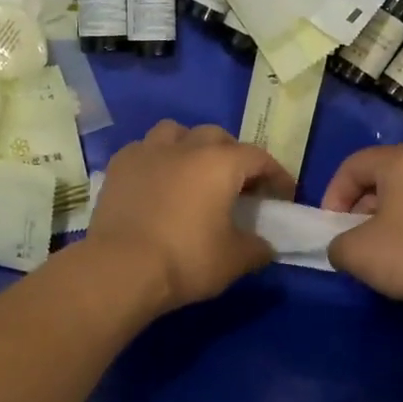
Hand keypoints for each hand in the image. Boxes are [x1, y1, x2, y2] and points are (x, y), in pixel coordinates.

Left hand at [87, 121, 295, 311]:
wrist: (120, 269)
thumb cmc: (185, 260)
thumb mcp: (234, 261)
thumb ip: (257, 249)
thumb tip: (264, 246)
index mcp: (220, 163)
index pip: (258, 158)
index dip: (276, 174)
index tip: (283, 195)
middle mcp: (186, 147)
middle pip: (217, 136)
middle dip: (233, 155)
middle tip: (237, 184)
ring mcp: (148, 151)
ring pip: (176, 132)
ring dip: (191, 146)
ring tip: (193, 173)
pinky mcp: (119, 166)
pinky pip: (145, 149)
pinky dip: (157, 159)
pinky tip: (157, 182)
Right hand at [322, 144, 402, 311]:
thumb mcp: (356, 253)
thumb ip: (338, 244)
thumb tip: (344, 247)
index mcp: (402, 161)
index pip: (354, 165)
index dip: (334, 194)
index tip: (331, 226)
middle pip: (385, 177)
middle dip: (363, 206)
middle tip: (357, 237)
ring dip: (393, 217)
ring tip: (388, 250)